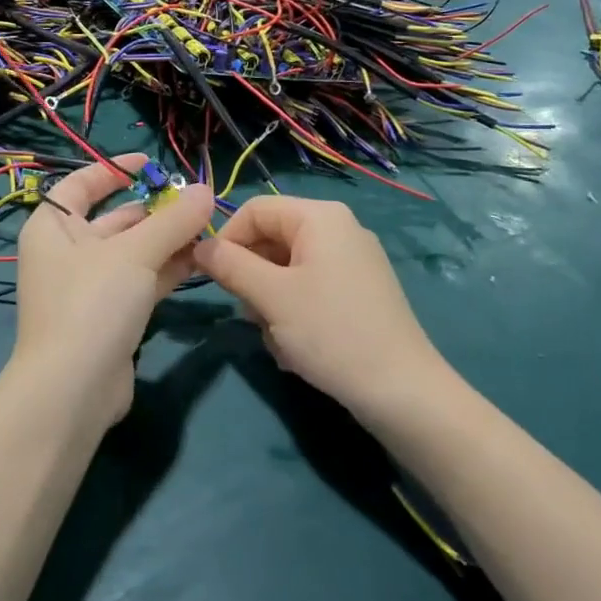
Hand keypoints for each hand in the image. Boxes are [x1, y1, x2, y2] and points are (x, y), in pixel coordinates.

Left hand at [9, 153, 213, 429]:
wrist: (73, 391)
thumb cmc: (92, 304)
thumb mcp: (134, 254)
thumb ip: (173, 221)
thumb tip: (205, 190)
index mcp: (53, 227)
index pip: (80, 185)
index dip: (114, 170)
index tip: (151, 164)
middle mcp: (67, 253)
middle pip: (114, 219)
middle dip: (155, 209)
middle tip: (196, 201)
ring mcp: (89, 287)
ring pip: (132, 252)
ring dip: (167, 239)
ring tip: (208, 226)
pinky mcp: (110, 315)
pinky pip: (141, 280)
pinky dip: (167, 268)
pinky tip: (201, 258)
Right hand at [193, 196, 444, 419]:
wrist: (401, 390)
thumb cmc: (331, 332)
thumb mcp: (271, 296)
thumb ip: (230, 265)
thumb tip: (199, 246)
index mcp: (320, 217)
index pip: (255, 209)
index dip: (227, 239)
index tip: (212, 278)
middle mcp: (339, 229)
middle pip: (271, 239)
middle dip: (253, 279)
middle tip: (252, 317)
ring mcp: (352, 261)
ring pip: (287, 269)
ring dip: (271, 303)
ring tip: (280, 339)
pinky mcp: (359, 291)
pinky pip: (310, 288)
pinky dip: (295, 313)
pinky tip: (299, 348)